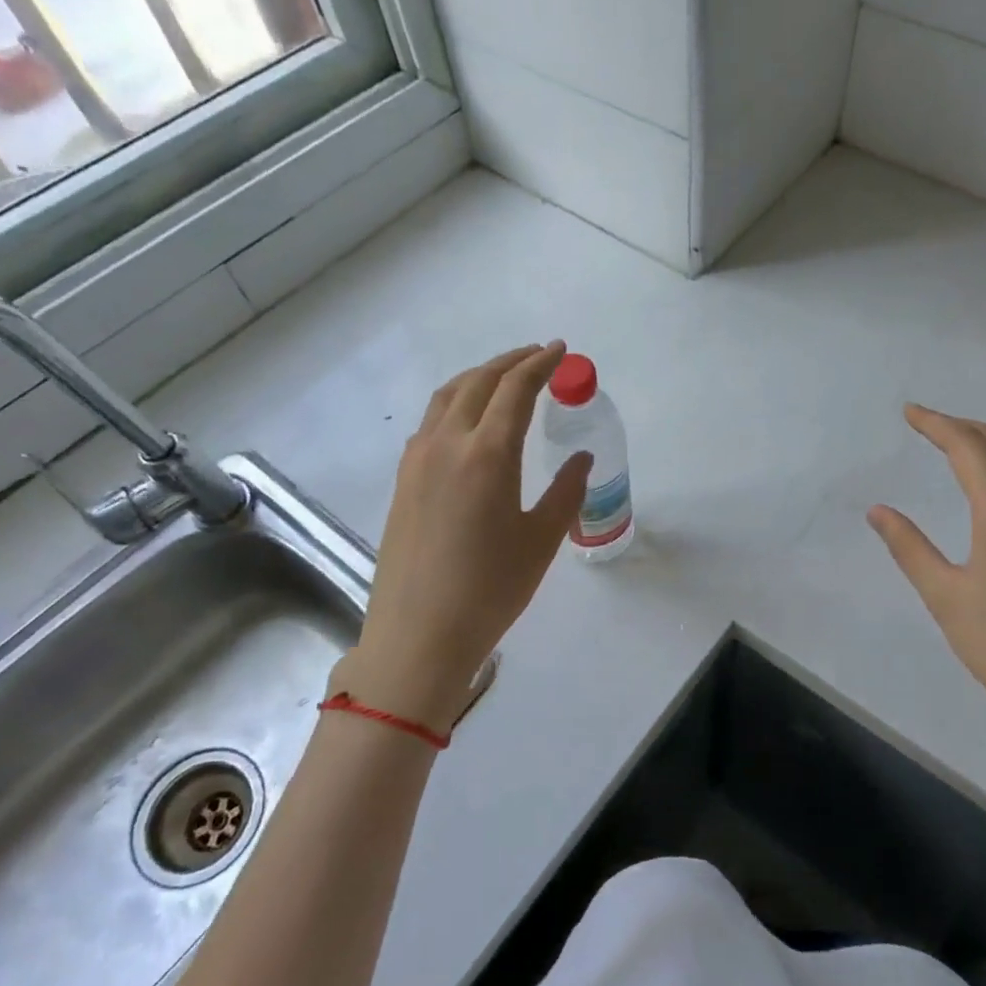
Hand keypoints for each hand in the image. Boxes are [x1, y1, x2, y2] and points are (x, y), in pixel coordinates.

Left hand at [338, 343, 592, 729]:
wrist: (418, 635)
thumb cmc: (490, 590)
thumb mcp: (541, 540)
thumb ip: (566, 491)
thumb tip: (581, 457)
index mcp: (486, 454)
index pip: (515, 389)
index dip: (540, 364)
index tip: (560, 350)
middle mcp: (446, 444)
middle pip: (478, 382)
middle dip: (510, 362)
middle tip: (539, 356)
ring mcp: (417, 461)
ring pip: (447, 397)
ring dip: (479, 378)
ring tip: (505, 379)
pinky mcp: (403, 480)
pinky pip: (431, 422)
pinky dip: (456, 403)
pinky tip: (470, 421)